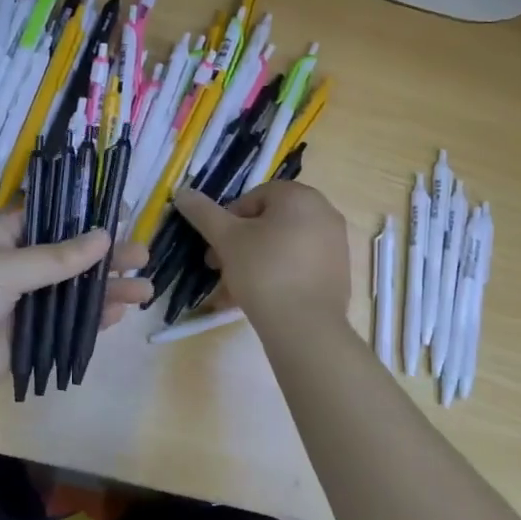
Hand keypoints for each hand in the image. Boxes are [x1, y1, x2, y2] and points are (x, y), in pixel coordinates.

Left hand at [0, 208, 150, 414]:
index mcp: (2, 240)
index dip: (85, 218)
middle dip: (106, 258)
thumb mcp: (5, 268)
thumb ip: (57, 257)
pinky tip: (120, 313)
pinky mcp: (28, 340)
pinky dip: (92, 319)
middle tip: (142, 256)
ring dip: (107, 290)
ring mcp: (23, 306)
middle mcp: (16, 269)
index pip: (51, 221)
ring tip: (145, 289)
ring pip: (73, 293)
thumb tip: (104, 237)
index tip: (122, 216)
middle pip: (70, 259)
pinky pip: (66, 326)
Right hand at [171, 181, 349, 325]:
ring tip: (233, 289)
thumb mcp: (226, 239)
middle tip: (218, 267)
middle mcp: (323, 213)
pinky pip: (299, 265)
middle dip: (239, 244)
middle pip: (269, 222)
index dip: (228, 221)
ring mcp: (335, 243)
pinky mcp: (338, 272)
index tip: (215, 247)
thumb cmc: (263, 271)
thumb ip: (204, 213)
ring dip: (254, 262)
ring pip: (282, 246)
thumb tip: (182, 192)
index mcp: (300, 196)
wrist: (305, 327)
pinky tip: (258, 299)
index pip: (254, 197)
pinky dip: (278, 275)